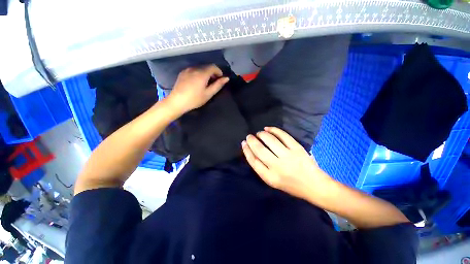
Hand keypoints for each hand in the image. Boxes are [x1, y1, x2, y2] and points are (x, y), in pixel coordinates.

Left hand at [165, 64, 229, 115]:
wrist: (177, 102)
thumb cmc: (195, 99)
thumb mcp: (208, 94)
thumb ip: (218, 85)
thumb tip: (226, 78)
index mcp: (202, 73)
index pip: (213, 67)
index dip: (219, 71)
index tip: (220, 79)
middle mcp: (194, 69)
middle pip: (206, 67)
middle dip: (212, 73)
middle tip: (214, 83)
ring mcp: (187, 70)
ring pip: (200, 68)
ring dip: (205, 73)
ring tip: (206, 83)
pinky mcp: (182, 73)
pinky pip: (193, 70)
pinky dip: (198, 74)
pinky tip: (197, 82)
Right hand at [242, 127, 332, 199]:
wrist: (315, 186)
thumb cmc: (292, 185)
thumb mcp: (274, 182)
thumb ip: (262, 168)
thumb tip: (252, 152)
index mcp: (270, 178)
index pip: (253, 161)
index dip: (246, 150)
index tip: (243, 143)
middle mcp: (278, 167)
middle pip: (259, 150)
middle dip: (251, 141)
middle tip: (249, 136)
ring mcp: (288, 156)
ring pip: (270, 141)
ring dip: (261, 134)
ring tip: (259, 133)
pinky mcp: (297, 148)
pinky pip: (283, 135)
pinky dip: (274, 130)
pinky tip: (268, 129)